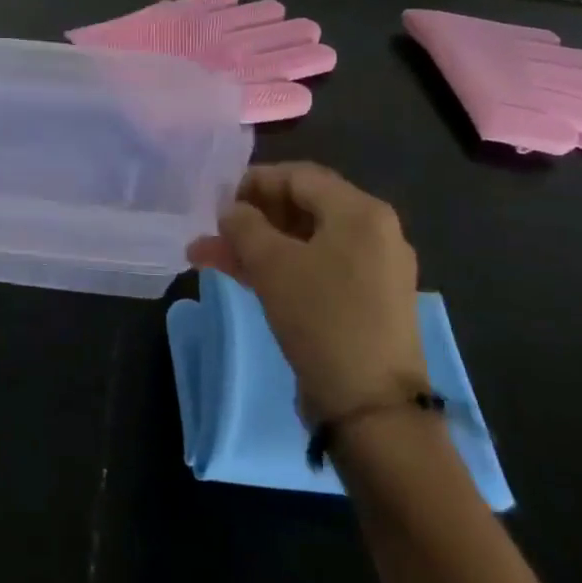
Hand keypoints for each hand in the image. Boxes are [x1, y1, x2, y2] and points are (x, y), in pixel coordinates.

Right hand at [189, 162, 425, 425]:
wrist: (371, 406)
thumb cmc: (321, 317)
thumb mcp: (271, 263)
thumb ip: (244, 225)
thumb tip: (231, 210)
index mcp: (360, 212)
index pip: (298, 176)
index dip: (253, 182)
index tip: (216, 198)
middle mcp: (374, 232)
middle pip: (302, 207)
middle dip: (250, 217)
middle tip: (211, 229)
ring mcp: (373, 269)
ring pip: (303, 241)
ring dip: (256, 245)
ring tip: (207, 255)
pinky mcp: (366, 300)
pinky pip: (316, 268)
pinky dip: (279, 267)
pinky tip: (240, 274)